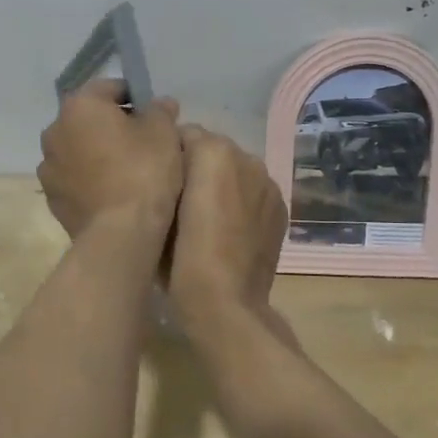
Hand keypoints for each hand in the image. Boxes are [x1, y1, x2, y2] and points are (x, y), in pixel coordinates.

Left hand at [37, 79, 183, 241]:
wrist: (121, 233)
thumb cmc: (144, 172)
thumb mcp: (164, 133)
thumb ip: (160, 110)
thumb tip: (160, 103)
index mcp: (80, 106)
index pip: (110, 88)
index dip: (135, 97)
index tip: (154, 115)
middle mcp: (54, 130)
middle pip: (89, 119)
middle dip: (113, 125)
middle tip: (143, 143)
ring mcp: (49, 167)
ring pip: (79, 150)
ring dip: (97, 153)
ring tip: (127, 171)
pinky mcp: (52, 199)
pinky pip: (75, 179)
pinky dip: (90, 179)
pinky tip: (113, 193)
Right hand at [170, 125, 287, 329]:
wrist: (225, 302)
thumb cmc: (180, 256)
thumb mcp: (157, 209)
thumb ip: (166, 174)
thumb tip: (171, 167)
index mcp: (213, 151)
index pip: (185, 134)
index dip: (170, 156)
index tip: (160, 181)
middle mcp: (246, 157)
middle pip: (213, 150)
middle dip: (198, 167)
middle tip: (181, 201)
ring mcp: (268, 183)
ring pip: (237, 170)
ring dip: (222, 183)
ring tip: (207, 217)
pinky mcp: (280, 207)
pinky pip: (254, 191)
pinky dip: (243, 201)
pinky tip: (230, 230)